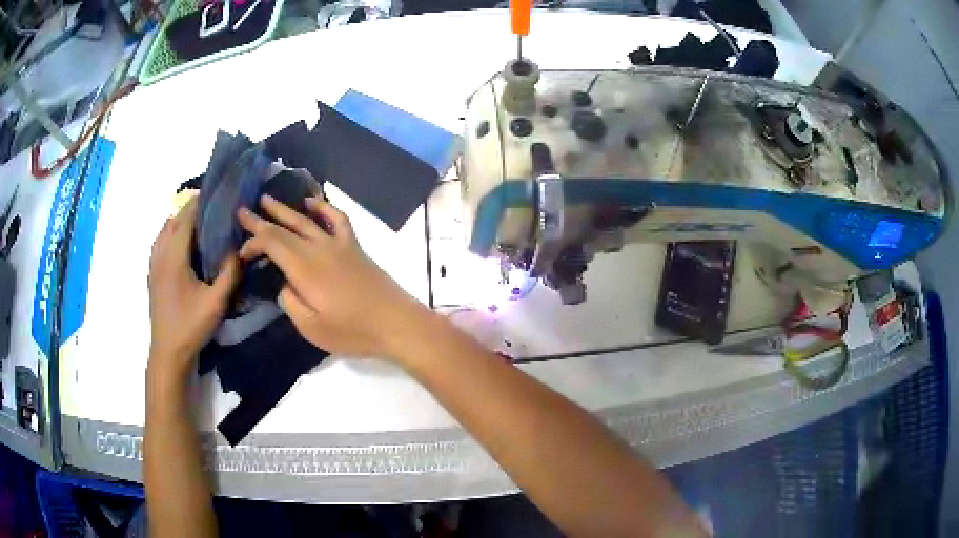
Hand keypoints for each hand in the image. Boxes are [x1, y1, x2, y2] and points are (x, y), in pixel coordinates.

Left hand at [148, 197, 240, 376]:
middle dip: (192, 208)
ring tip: (200, 222)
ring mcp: (154, 263)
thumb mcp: (217, 302)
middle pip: (174, 218)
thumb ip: (230, 272)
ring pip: (165, 229)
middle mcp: (161, 253)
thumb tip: (240, 248)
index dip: (202, 201)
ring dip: (180, 220)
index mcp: (174, 255)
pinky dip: (172, 233)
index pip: (186, 216)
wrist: (168, 352)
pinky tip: (184, 245)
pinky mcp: (152, 274)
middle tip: (214, 207)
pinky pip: (160, 242)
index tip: (219, 193)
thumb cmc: (191, 326)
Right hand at [236, 195, 426, 359]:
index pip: (271, 243)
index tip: (241, 253)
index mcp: (304, 267)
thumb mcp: (311, 327)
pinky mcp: (354, 247)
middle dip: (260, 219)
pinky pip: (338, 219)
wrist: (396, 323)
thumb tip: (285, 284)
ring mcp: (339, 244)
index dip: (253, 242)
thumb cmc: (353, 331)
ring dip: (285, 209)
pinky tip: (312, 201)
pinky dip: (323, 207)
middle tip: (242, 210)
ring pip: (306, 219)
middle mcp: (319, 248)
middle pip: (284, 228)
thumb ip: (291, 302)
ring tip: (267, 199)